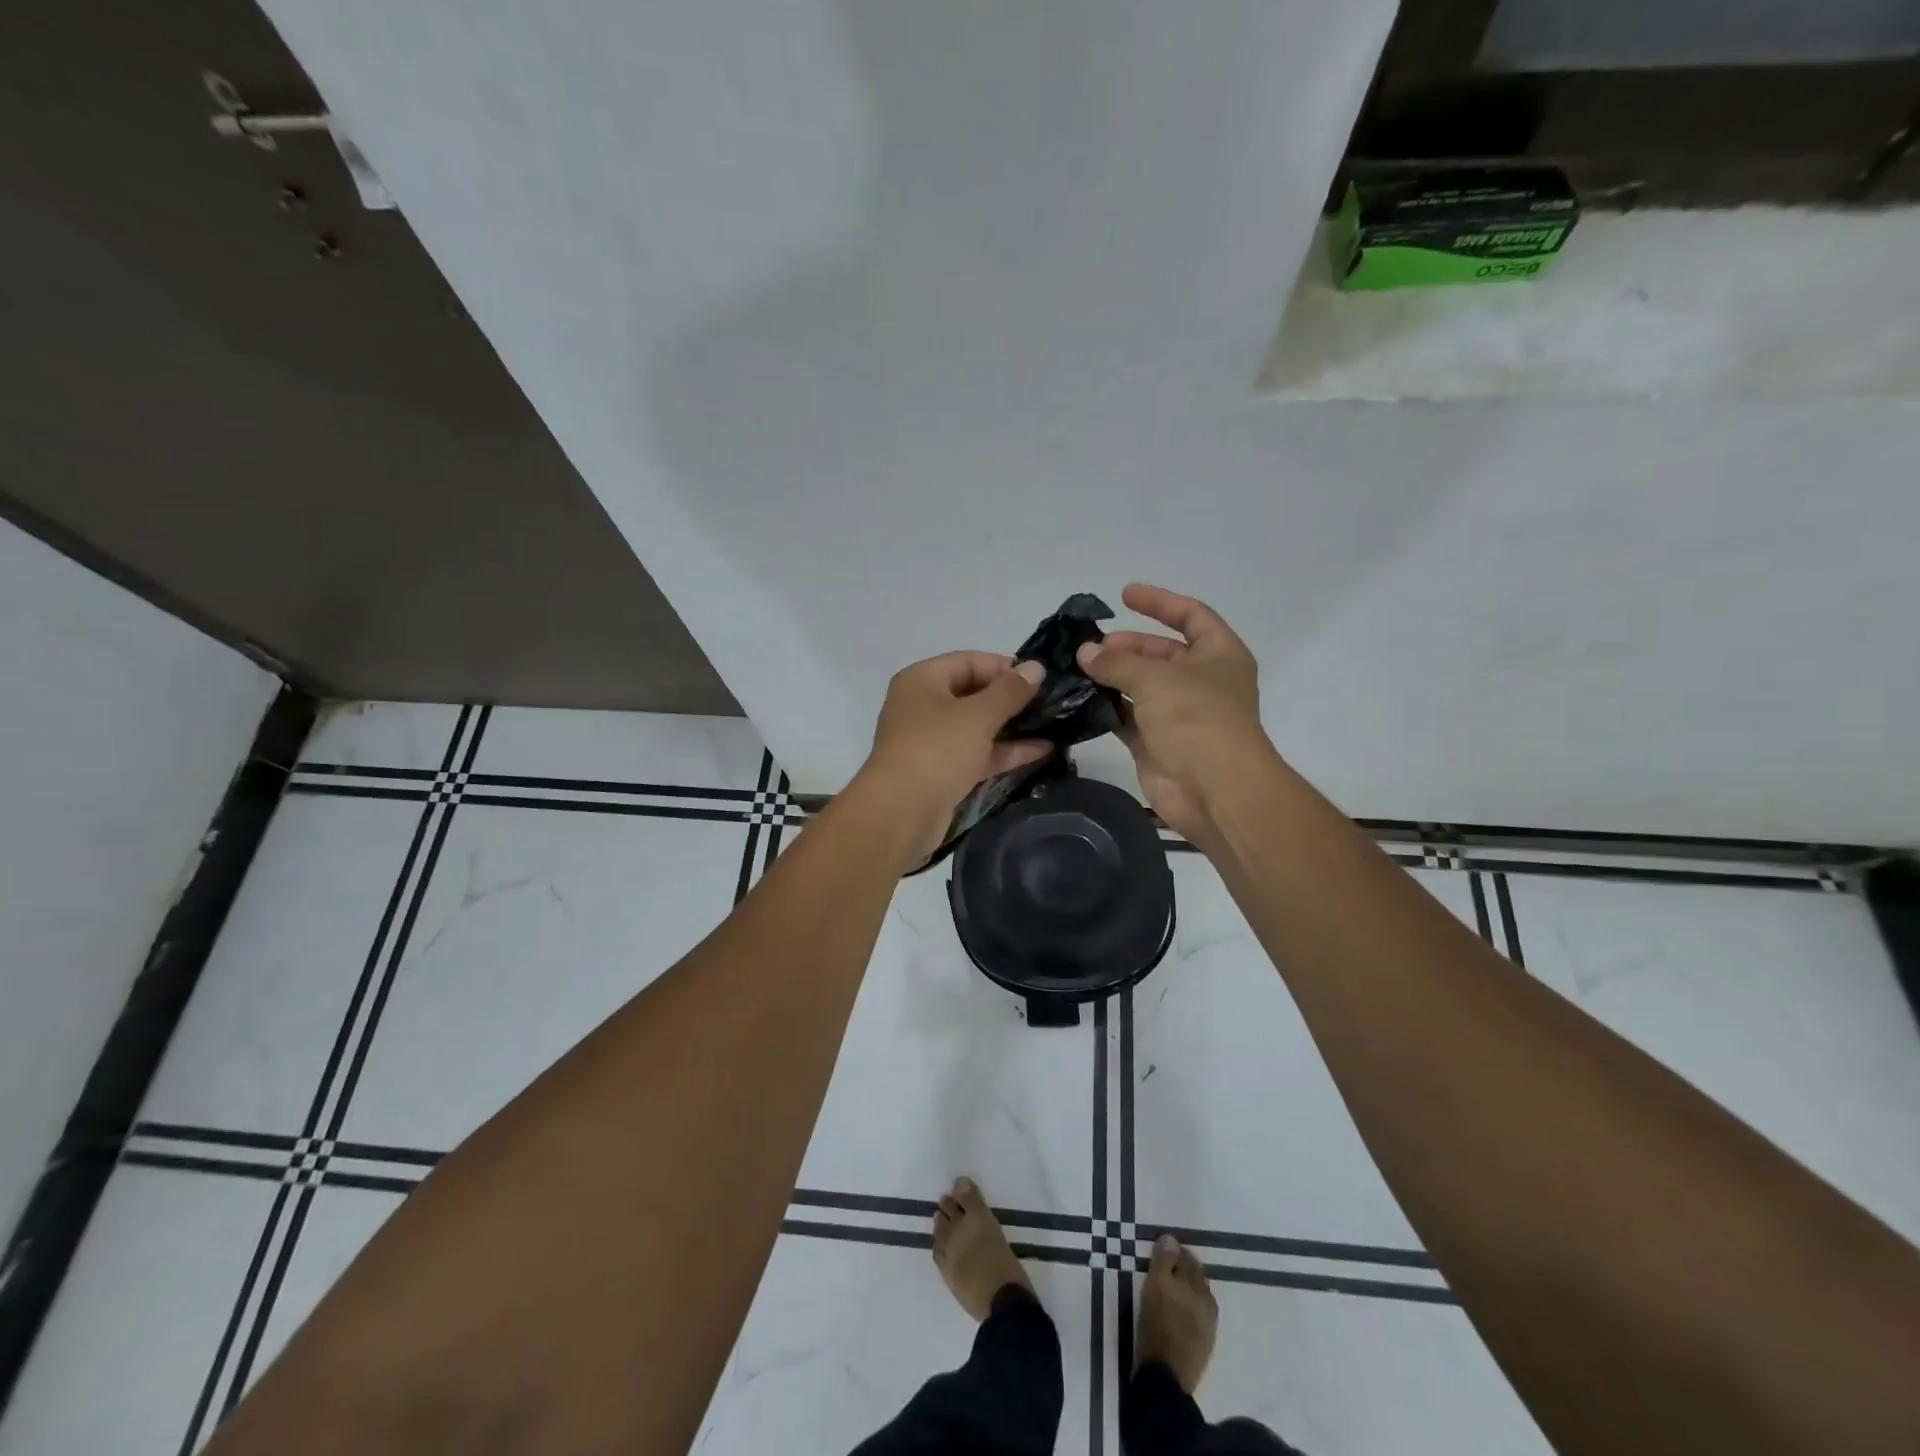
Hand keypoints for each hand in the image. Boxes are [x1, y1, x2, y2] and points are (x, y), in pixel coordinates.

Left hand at [854, 652, 1051, 866]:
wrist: (902, 813)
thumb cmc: (937, 750)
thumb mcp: (978, 715)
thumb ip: (1010, 691)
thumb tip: (1037, 667)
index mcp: (922, 681)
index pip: (968, 661)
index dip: (1004, 667)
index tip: (1040, 678)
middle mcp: (923, 706)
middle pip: (973, 694)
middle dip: (1011, 699)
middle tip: (1052, 702)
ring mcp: (932, 742)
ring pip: (977, 727)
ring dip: (1012, 727)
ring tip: (1055, 725)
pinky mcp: (943, 772)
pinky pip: (978, 754)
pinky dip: (1005, 752)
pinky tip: (1042, 751)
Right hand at [1076, 584, 1271, 842]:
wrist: (1213, 790)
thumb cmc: (1196, 719)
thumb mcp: (1156, 678)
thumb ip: (1117, 663)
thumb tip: (1085, 653)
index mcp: (1219, 655)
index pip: (1191, 615)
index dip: (1160, 602)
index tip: (1123, 595)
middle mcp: (1202, 681)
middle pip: (1161, 652)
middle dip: (1126, 646)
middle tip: (1090, 649)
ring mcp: (1179, 714)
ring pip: (1141, 686)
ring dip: (1112, 677)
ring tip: (1077, 670)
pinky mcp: (1157, 743)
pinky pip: (1128, 718)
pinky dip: (1107, 708)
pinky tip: (1080, 700)